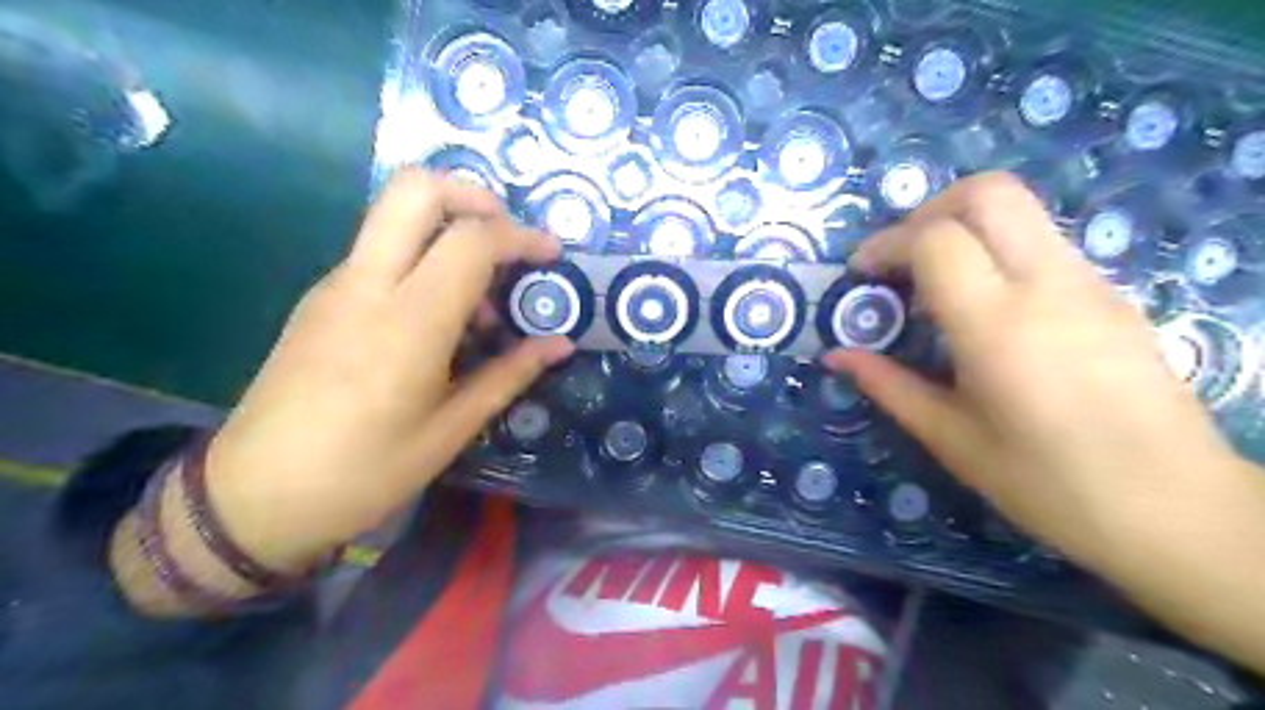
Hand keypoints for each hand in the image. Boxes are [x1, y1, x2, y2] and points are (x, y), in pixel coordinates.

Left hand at [200, 170, 574, 571]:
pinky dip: (422, 257)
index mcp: (408, 323)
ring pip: (394, 215)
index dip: (521, 237)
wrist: (253, 496)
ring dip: (449, 230)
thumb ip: (509, 375)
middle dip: (473, 195)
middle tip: (507, 236)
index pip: (471, 241)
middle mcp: (367, 285)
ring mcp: (336, 285)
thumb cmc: (365, 472)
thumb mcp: (451, 430)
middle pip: (415, 189)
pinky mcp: (321, 298)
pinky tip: (439, 318)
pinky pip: (380, 251)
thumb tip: (560, 344)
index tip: (552, 255)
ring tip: (480, 298)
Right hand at [821, 174, 1243, 568]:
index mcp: (998, 326)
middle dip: (928, 211)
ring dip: (962, 227)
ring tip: (933, 282)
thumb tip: (835, 355)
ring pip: (1020, 209)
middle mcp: (1048, 285)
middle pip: (988, 193)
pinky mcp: (1109, 292)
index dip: (886, 244)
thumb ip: (887, 384)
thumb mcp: (950, 438)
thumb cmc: (1047, 483)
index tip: (862, 275)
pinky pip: (1041, 241)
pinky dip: (995, 249)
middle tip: (899, 259)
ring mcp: (1089, 281)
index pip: (936, 239)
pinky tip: (982, 305)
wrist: (1174, 508)